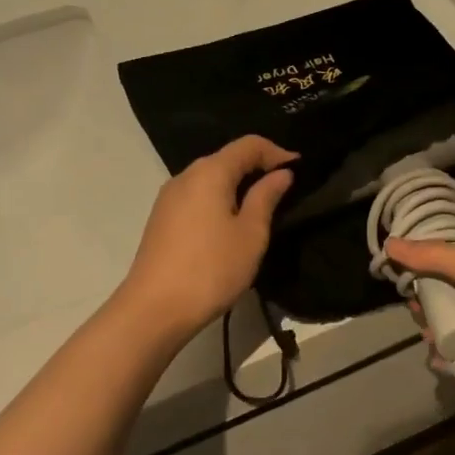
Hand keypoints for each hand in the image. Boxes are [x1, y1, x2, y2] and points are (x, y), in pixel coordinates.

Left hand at [118, 135, 296, 337]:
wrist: (154, 309)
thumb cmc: (211, 269)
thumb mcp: (250, 234)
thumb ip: (266, 197)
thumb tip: (280, 173)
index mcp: (210, 172)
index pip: (248, 144)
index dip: (277, 152)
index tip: (300, 169)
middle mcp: (185, 176)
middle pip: (227, 158)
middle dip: (258, 167)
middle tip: (285, 190)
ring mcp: (169, 198)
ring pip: (211, 178)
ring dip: (238, 186)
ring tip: (261, 209)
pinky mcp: (162, 219)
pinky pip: (198, 197)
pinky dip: (219, 200)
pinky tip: (231, 224)